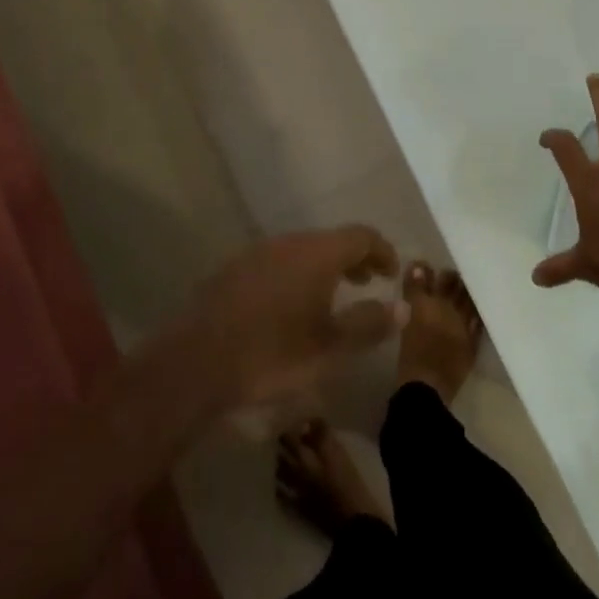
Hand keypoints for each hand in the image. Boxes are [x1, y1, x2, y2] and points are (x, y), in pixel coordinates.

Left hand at [190, 226, 402, 405]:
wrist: (194, 363)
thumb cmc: (272, 355)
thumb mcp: (330, 348)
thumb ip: (369, 324)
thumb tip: (404, 307)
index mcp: (318, 253)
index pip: (362, 235)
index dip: (383, 251)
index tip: (392, 274)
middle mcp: (289, 242)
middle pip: (332, 239)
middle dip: (354, 259)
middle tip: (368, 284)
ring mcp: (257, 252)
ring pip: (302, 250)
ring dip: (324, 267)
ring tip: (332, 297)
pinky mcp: (233, 270)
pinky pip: (277, 262)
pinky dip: (296, 274)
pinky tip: (290, 306)